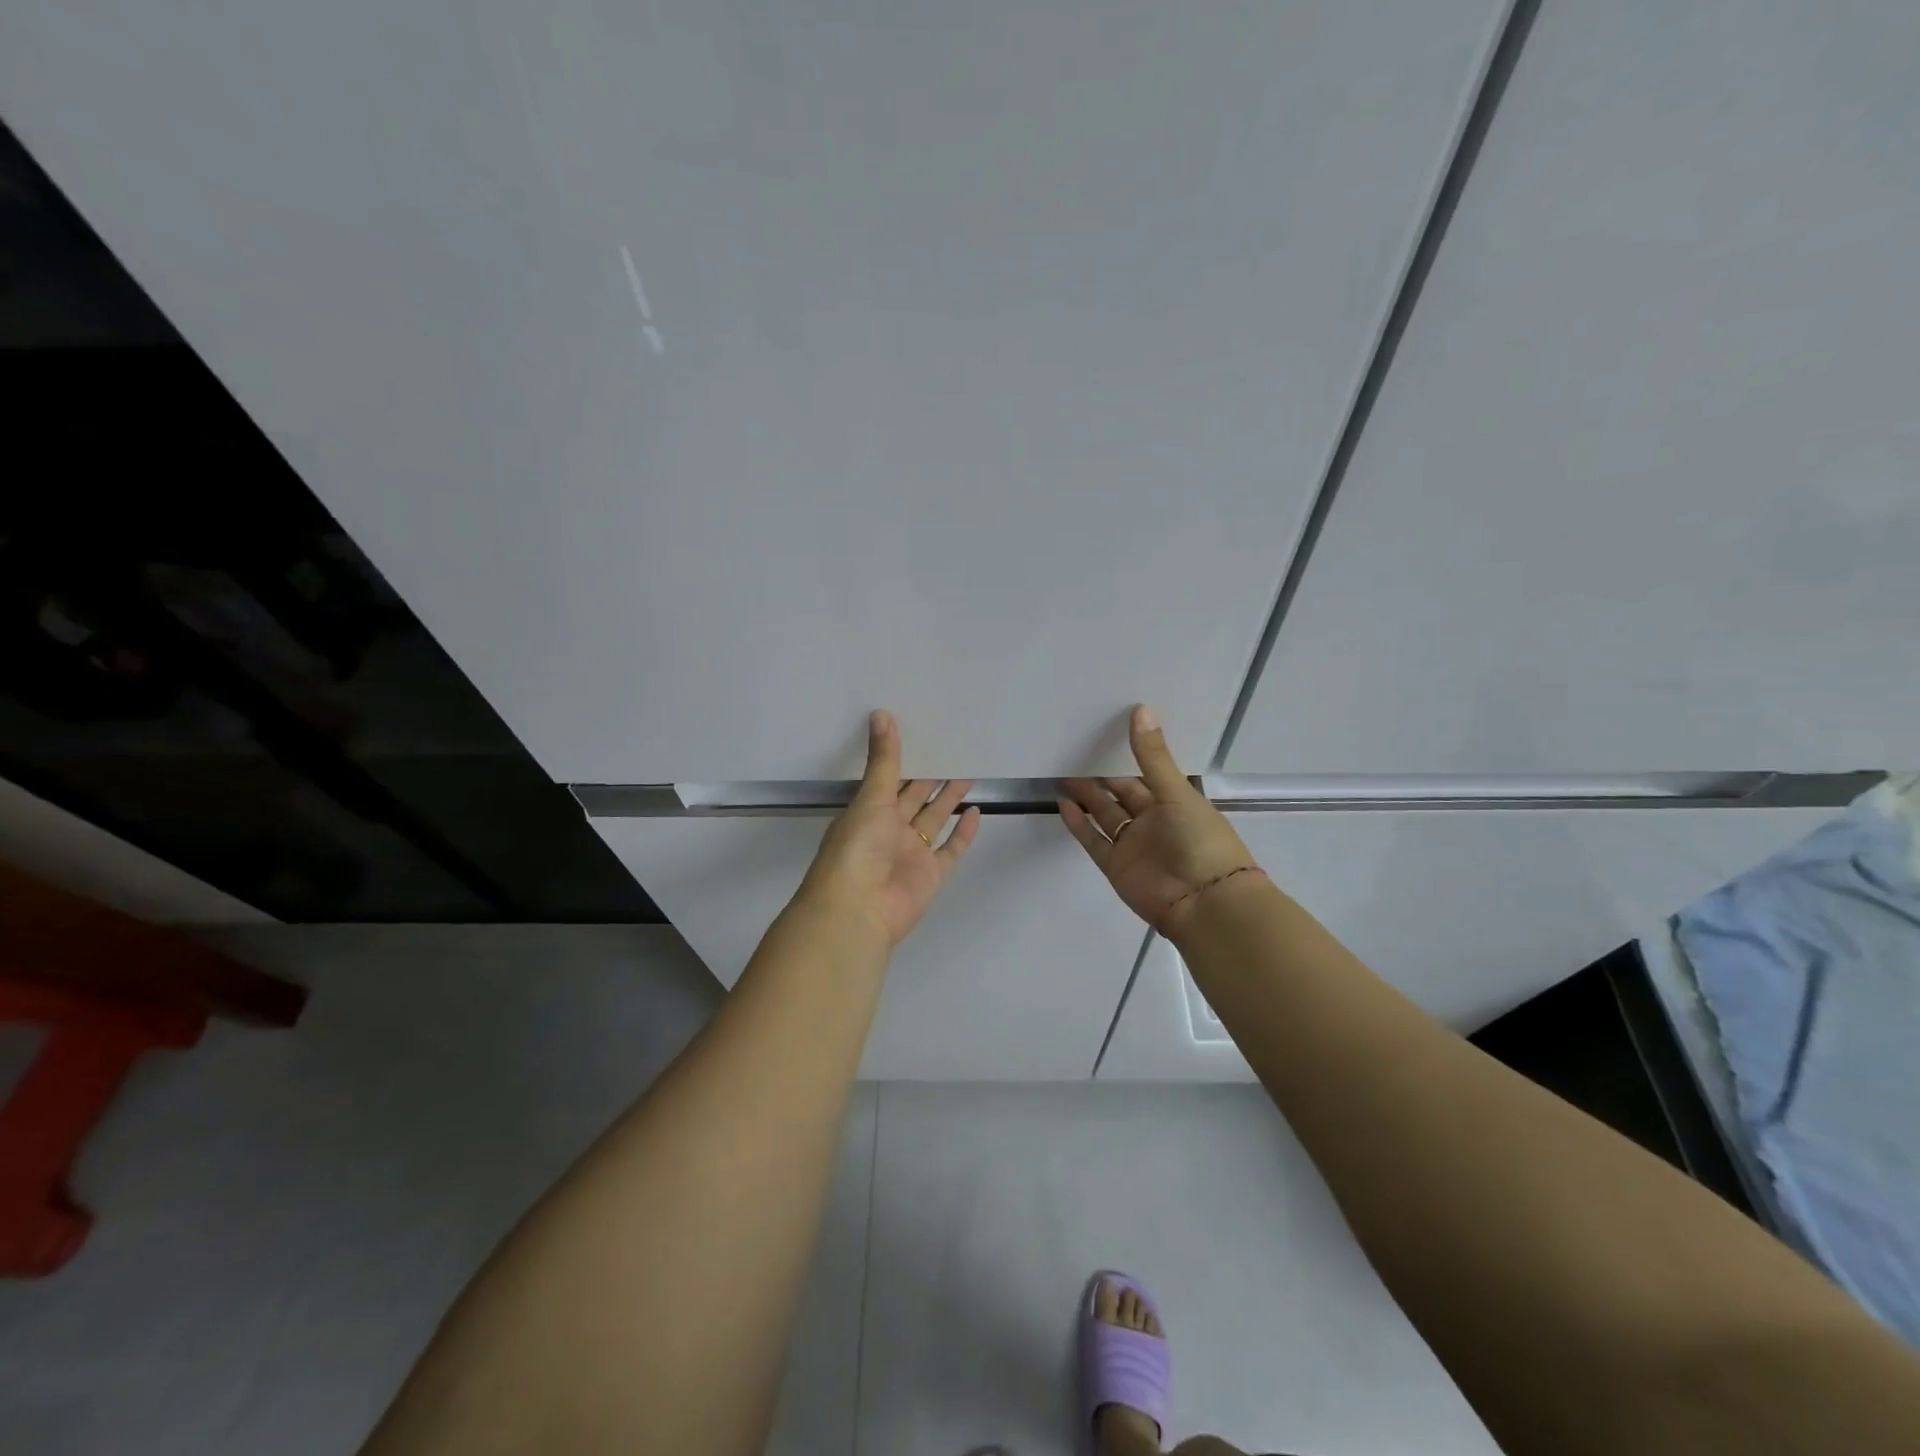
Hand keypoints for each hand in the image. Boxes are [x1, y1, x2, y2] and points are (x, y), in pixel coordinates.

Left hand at [797, 710, 982, 946]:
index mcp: (869, 812)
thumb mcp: (870, 798)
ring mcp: (912, 854)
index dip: (906, 759)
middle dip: (932, 777)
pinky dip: (964, 833)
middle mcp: (889, 831)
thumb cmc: (857, 848)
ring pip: (935, 820)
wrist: (858, 910)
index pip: (890, 779)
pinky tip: (976, 811)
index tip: (925, 734)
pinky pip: (951, 850)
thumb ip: (883, 759)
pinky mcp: (932, 875)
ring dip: (949, 799)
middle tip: (955, 749)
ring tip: (969, 772)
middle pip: (915, 798)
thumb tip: (881, 713)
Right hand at [1059, 704, 1262, 936]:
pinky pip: (1094, 840)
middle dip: (1101, 779)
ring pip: (1105, 817)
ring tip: (1063, 777)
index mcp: (1174, 803)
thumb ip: (1152, 755)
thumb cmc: (1200, 840)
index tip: (1102, 737)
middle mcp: (1153, 822)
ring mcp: (1133, 846)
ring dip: (1086, 799)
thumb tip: (1140, 709)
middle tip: (1074, 755)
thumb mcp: (1176, 792)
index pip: (1145, 777)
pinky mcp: (1116, 866)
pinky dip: (1079, 824)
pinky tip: (1063, 804)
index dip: (1126, 759)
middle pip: (1121, 796)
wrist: (1204, 902)